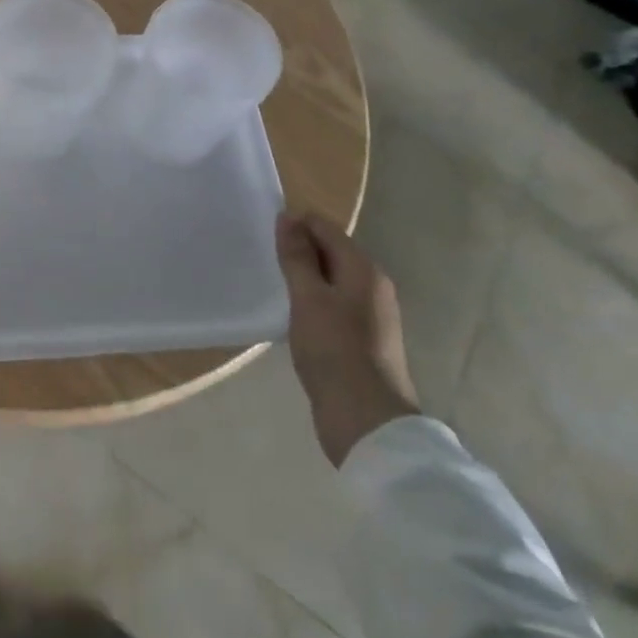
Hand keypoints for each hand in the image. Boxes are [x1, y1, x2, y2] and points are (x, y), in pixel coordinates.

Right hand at [276, 211, 420, 466]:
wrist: (366, 420)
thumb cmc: (334, 350)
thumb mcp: (308, 298)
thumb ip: (297, 256)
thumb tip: (288, 217)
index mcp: (364, 269)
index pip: (326, 228)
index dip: (295, 226)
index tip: (264, 237)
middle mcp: (373, 286)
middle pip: (331, 252)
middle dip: (298, 252)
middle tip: (264, 261)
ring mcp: (370, 315)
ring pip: (331, 281)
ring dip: (304, 280)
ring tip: (273, 288)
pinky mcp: (363, 340)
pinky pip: (333, 306)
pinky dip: (313, 303)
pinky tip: (292, 317)